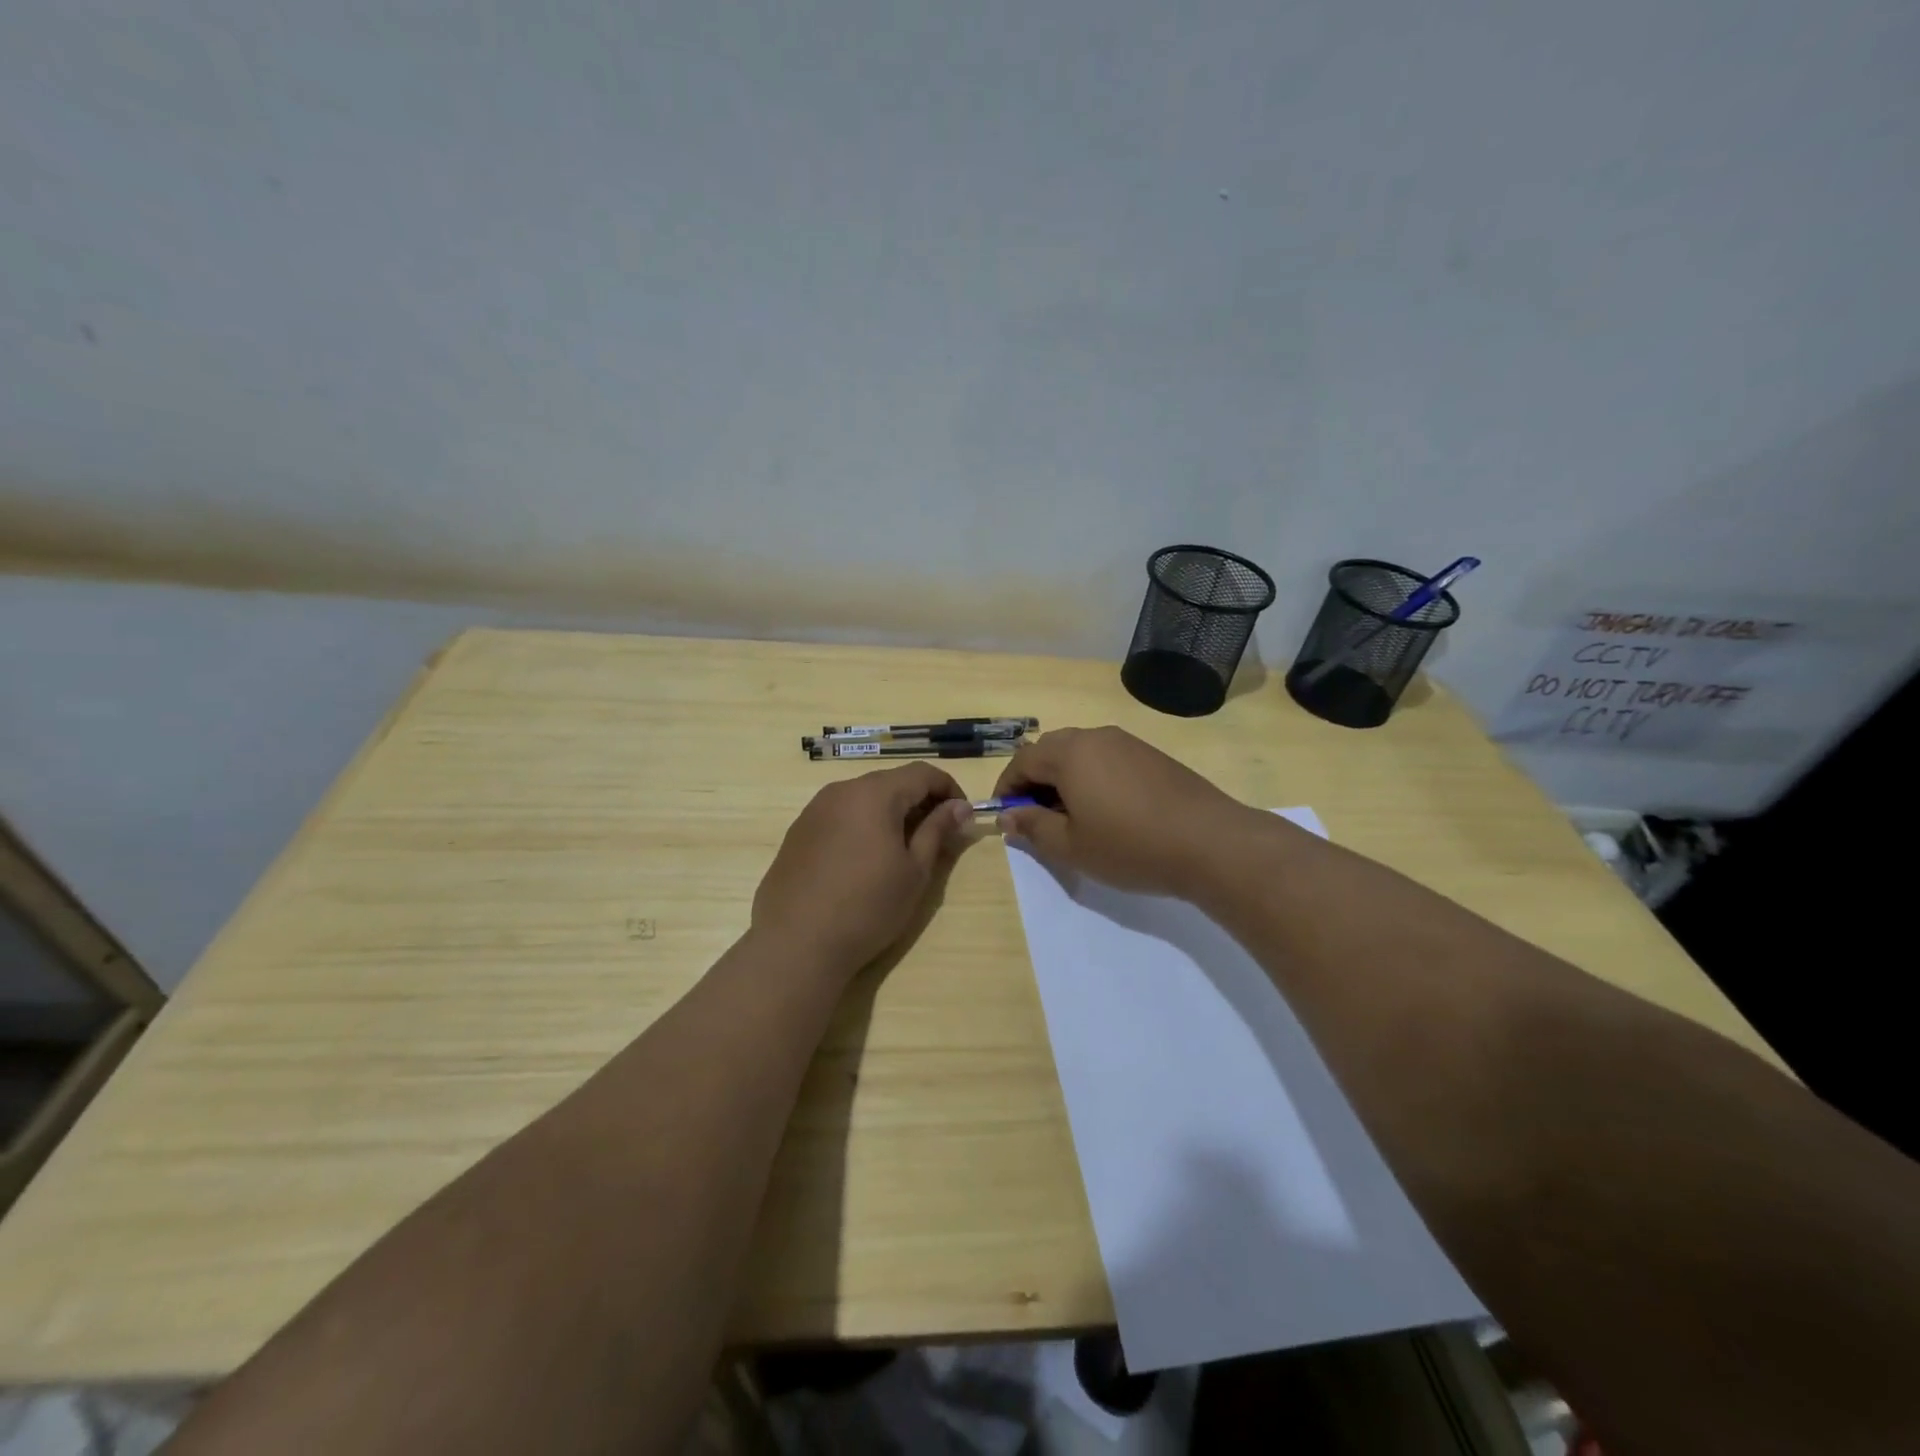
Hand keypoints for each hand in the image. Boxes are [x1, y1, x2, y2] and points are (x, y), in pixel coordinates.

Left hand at [752, 763, 971, 976]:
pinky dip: (861, 826)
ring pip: (863, 799)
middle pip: (891, 782)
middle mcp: (841, 790)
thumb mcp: (914, 871)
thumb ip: (937, 830)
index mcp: (874, 794)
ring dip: (889, 814)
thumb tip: (959, 806)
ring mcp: (814, 810)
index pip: (922, 773)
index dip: (949, 789)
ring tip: (901, 850)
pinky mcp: (797, 832)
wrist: (796, 944)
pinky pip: (839, 816)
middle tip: (937, 835)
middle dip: (919, 801)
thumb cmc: (868, 907)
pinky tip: (863, 862)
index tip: (962, 817)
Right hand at [991, 726, 1254, 898]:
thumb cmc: (1130, 846)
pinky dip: (1092, 777)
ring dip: (1064, 778)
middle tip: (1036, 816)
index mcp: (1070, 753)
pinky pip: (1107, 758)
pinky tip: (1106, 810)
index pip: (1022, 760)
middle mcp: (1096, 737)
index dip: (1007, 787)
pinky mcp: (1151, 755)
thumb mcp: (1071, 846)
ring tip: (1071, 816)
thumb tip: (1007, 815)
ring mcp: (1127, 743)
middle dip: (1034, 780)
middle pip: (1050, 750)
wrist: (1210, 842)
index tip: (1005, 815)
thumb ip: (1033, 826)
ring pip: (1080, 752)